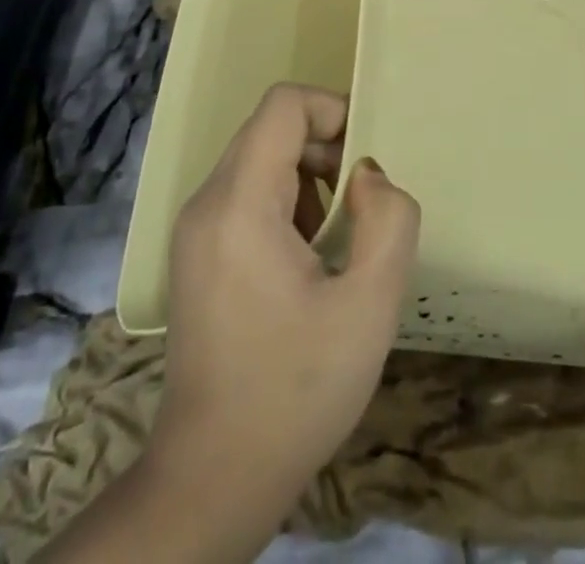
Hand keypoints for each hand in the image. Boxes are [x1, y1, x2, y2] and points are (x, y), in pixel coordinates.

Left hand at [152, 84, 420, 511]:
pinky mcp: (197, 252)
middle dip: (326, 149)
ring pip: (261, 159)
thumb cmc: (296, 391)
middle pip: (272, 129)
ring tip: (337, 238)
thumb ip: (389, 221)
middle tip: (362, 205)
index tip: (366, 161)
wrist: (213, 478)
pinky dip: (287, 203)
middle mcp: (208, 202)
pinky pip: (247, 193)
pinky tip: (308, 261)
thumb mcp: (370, 306)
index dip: (333, 111)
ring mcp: (195, 228)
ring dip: (310, 178)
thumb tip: (368, 176)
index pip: (284, 105)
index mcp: (240, 204)